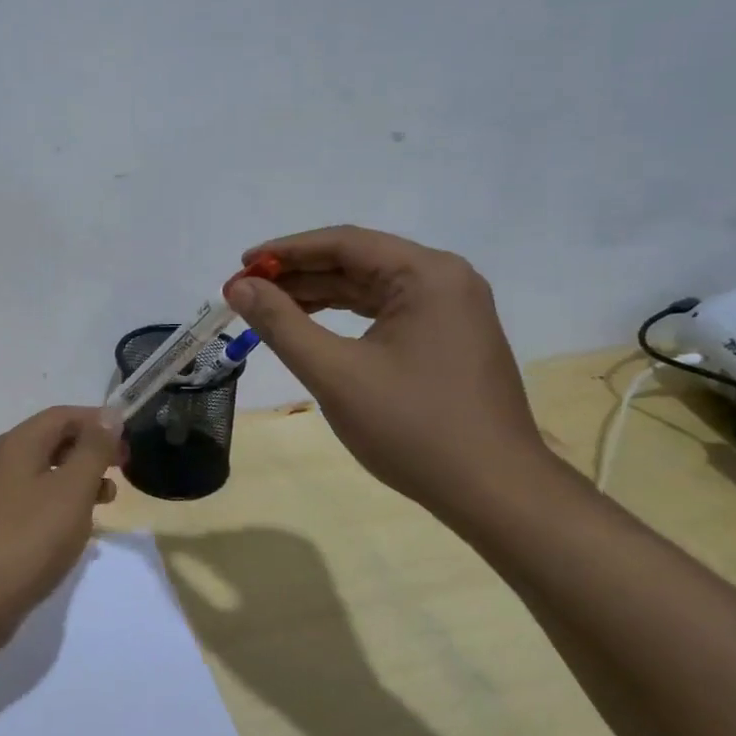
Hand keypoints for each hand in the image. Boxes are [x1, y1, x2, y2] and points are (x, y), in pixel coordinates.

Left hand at [0, 407, 122, 649]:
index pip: (62, 415)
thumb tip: (108, 415)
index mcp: (19, 444)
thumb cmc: (29, 538)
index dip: (97, 422)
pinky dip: (62, 503)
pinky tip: (78, 527)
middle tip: (122, 468)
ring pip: (46, 472)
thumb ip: (92, 450)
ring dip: (79, 478)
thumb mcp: (71, 490)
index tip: (128, 440)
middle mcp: (4, 461)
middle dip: (90, 450)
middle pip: (53, 440)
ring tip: (108, 499)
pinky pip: (36, 500)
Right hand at [224, 226, 553, 515]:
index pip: (344, 243)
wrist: (495, 493)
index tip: (240, 265)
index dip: (286, 251)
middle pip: (358, 261)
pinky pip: (386, 311)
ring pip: (370, 286)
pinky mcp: (449, 338)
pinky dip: (345, 315)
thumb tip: (240, 288)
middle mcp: (445, 280)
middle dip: (298, 274)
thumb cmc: (413, 428)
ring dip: (318, 293)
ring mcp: (452, 310)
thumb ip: (281, 324)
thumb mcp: (335, 373)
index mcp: (427, 274)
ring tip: (267, 306)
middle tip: (245, 290)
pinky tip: (311, 325)